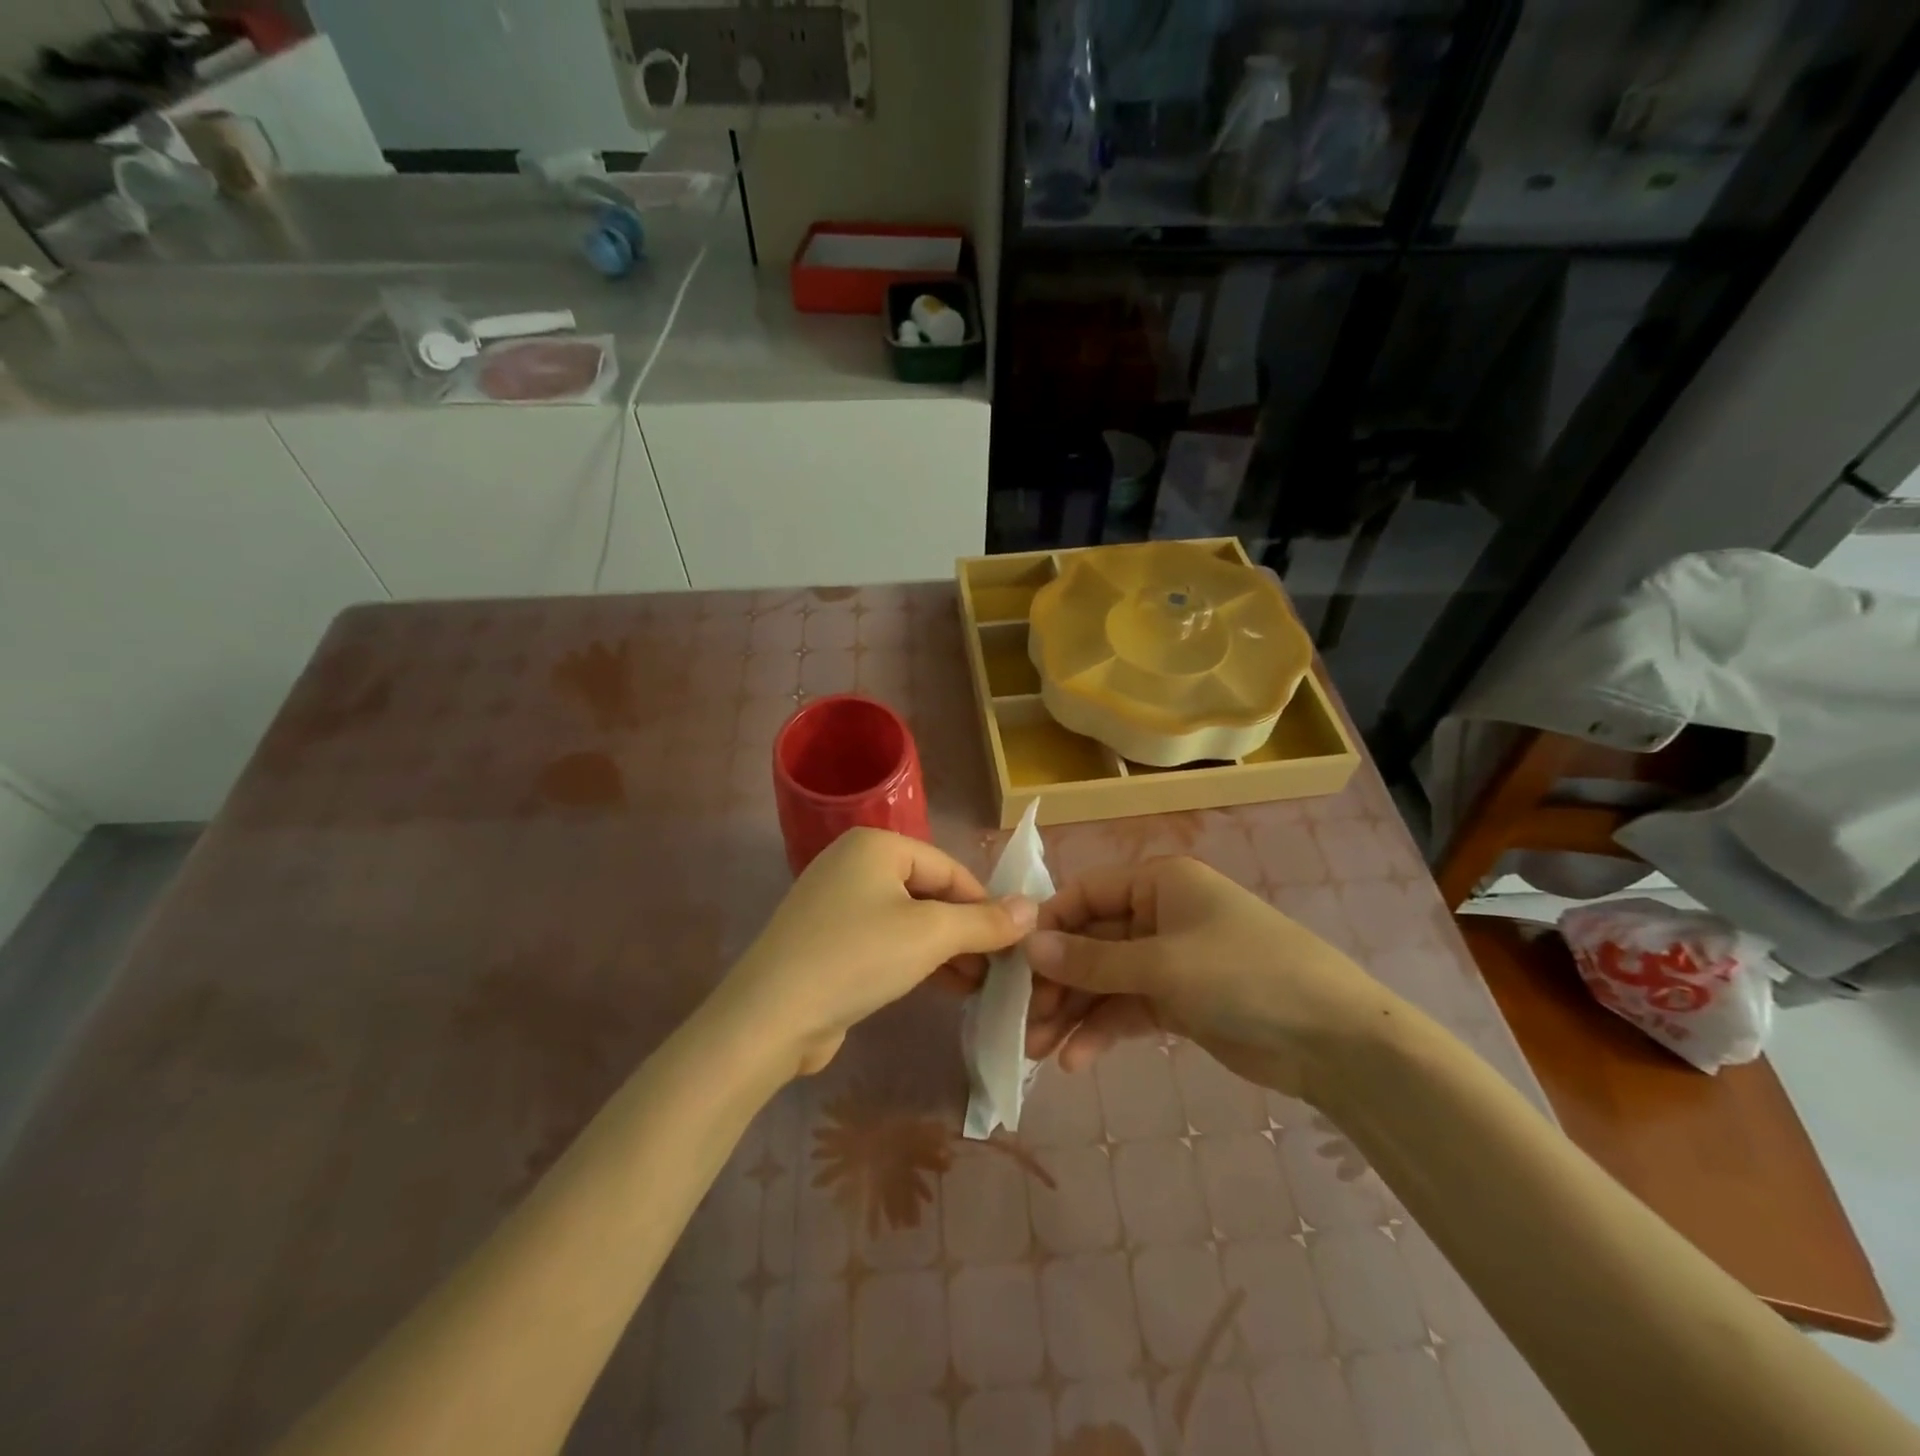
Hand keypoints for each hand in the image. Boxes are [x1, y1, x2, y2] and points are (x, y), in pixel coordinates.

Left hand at [713, 829, 1036, 1078]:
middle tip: (998, 970)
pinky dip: (915, 960)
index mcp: (876, 845)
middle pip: (929, 893)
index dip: (986, 905)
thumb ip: (985, 921)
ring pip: (908, 920)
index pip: (949, 869)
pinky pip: (884, 941)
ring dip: (946, 950)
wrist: (770, 1017)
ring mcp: (836, 903)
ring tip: (978, 985)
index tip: (1015, 944)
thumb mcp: (930, 935)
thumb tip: (1032, 909)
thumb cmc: (858, 957)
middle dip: (966, 931)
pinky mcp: (827, 940)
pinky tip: (943, 987)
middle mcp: (854, 864)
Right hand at [1022, 858, 1400, 1098]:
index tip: (1014, 965)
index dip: (1048, 926)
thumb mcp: (1162, 965)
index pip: (1085, 894)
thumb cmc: (1244, 975)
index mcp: (1158, 883)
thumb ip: (1092, 960)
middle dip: (1056, 981)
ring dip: (1072, 1012)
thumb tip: (1027, 947)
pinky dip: (1102, 1031)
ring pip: (1104, 980)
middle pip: (1090, 942)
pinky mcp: (1179, 1002)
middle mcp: (1159, 915)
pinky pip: (1127, 1009)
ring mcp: (1168, 960)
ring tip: (1039, 1052)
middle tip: (1023, 1022)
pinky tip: (1076, 1062)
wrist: (1335, 1040)